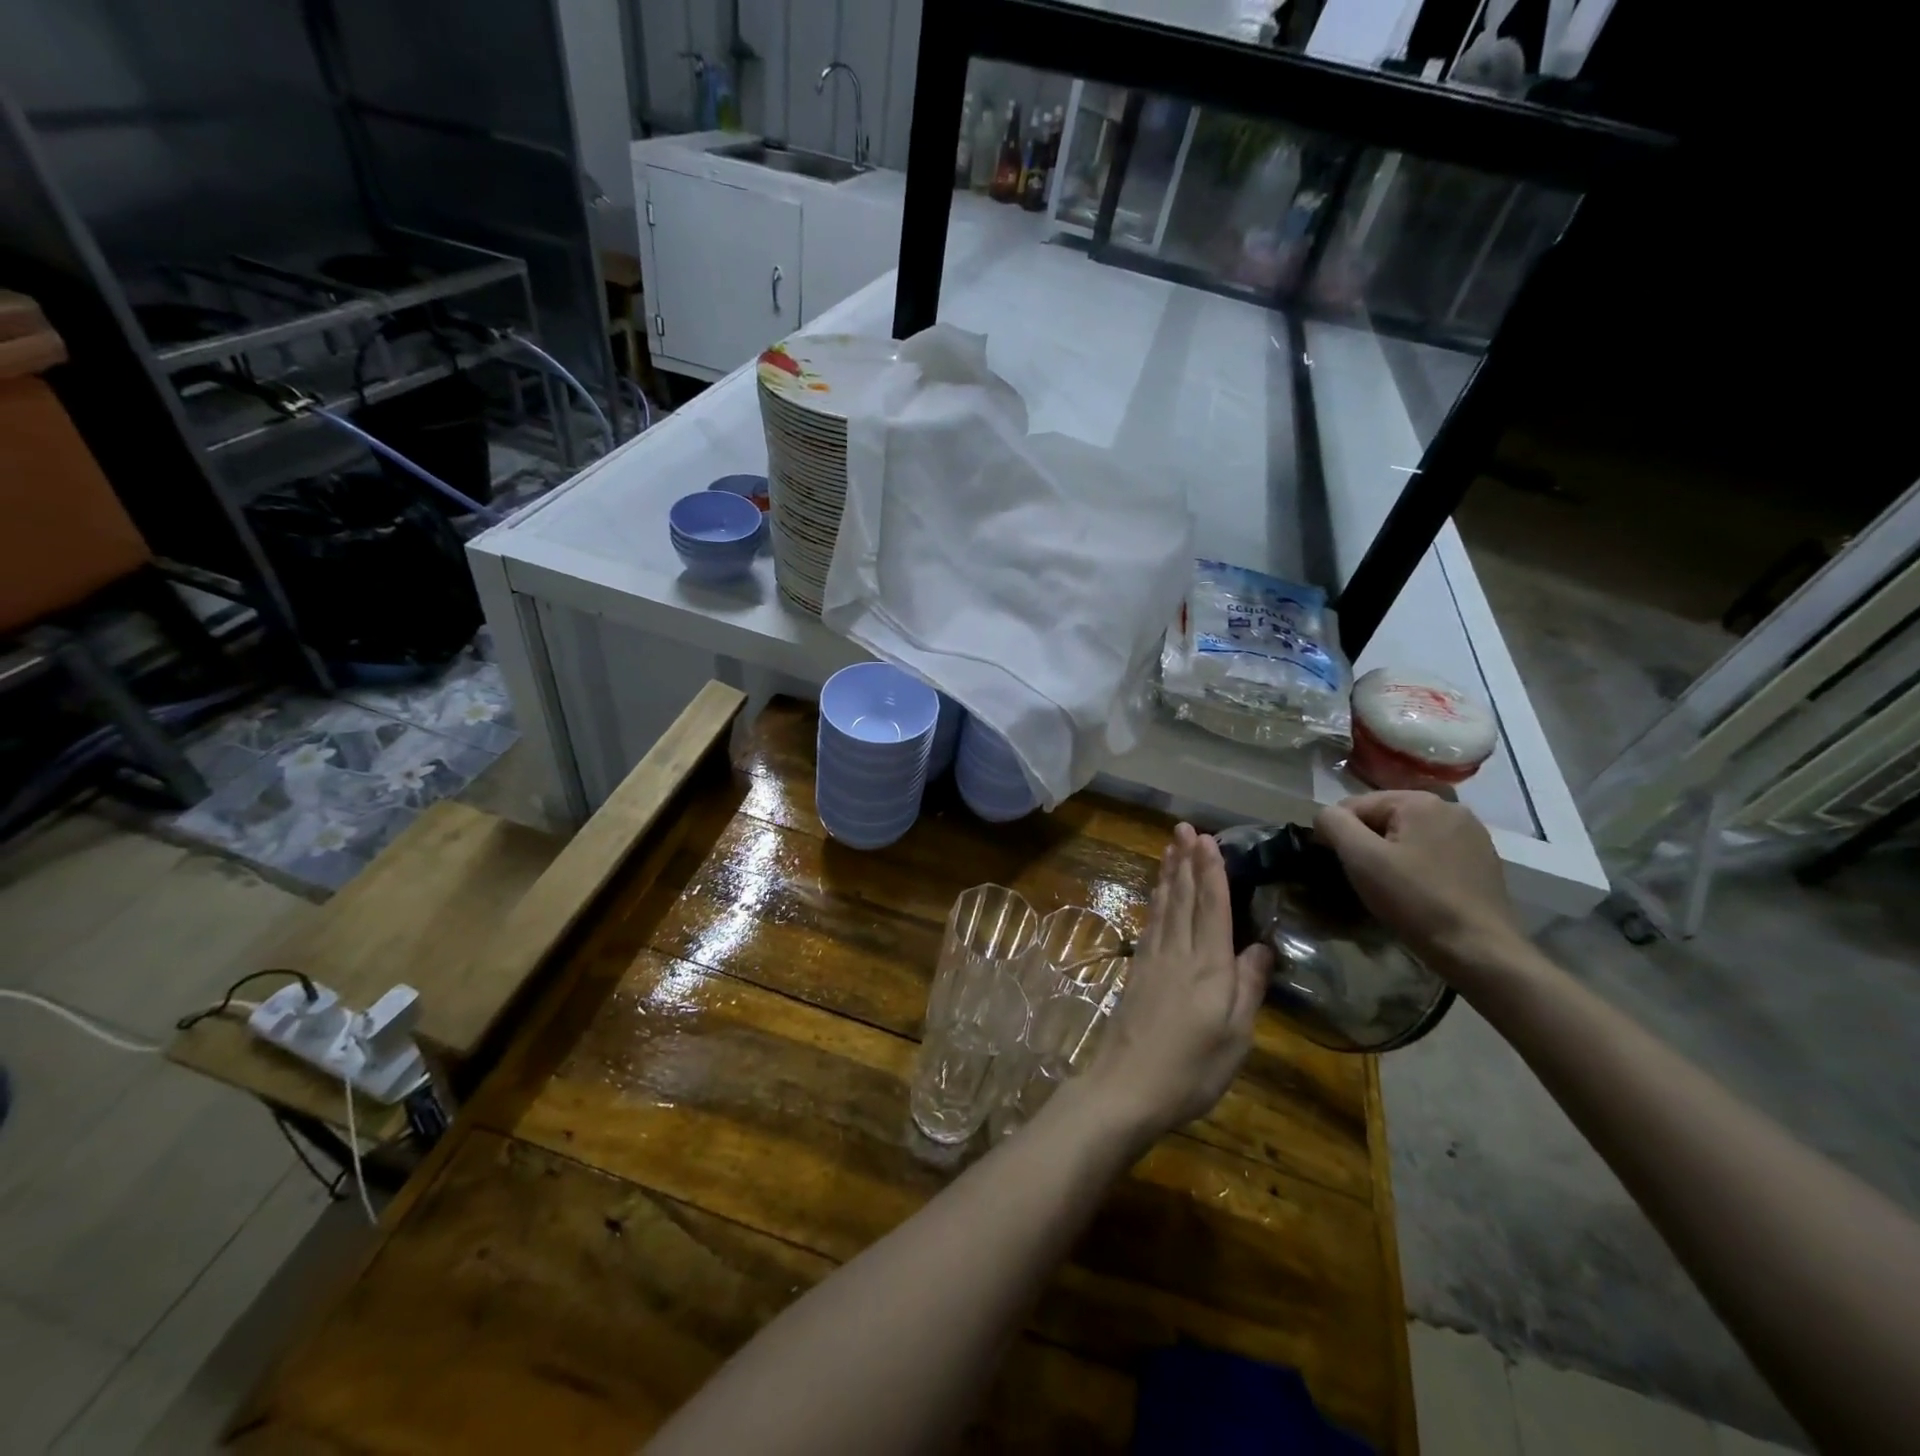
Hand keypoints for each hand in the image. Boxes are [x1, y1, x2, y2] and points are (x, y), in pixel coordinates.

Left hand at [1081, 824, 1273, 1144]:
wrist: (1126, 1087)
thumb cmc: (1191, 1069)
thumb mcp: (1236, 1036)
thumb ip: (1249, 987)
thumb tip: (1262, 946)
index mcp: (1209, 967)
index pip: (1211, 907)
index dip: (1210, 871)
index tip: (1208, 839)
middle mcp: (1178, 953)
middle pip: (1182, 897)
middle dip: (1185, 860)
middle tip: (1184, 828)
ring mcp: (1153, 960)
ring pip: (1163, 906)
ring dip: (1168, 874)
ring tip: (1170, 847)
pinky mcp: (1137, 972)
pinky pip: (1150, 923)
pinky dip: (1155, 901)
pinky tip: (1156, 893)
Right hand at [1313, 791, 1523, 972]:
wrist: (1480, 950)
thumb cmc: (1415, 899)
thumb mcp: (1361, 858)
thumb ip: (1334, 823)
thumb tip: (1325, 816)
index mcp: (1419, 801)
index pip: (1355, 805)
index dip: (1339, 834)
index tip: (1339, 866)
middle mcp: (1450, 808)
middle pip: (1383, 818)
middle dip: (1367, 845)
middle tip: (1364, 880)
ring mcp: (1471, 834)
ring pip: (1407, 837)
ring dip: (1390, 856)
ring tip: (1389, 888)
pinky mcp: (1482, 860)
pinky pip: (1431, 853)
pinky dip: (1416, 867)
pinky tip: (1417, 892)